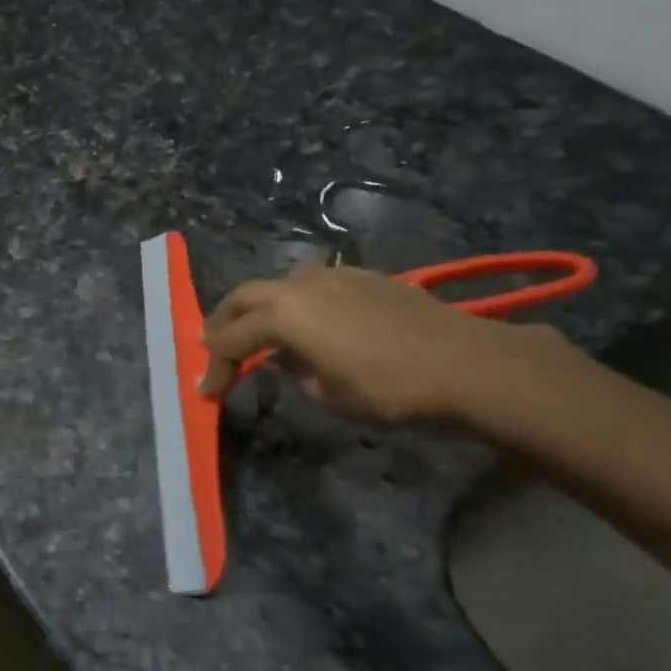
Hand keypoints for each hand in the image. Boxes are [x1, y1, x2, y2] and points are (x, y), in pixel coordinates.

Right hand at [198, 264, 567, 424]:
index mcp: (284, 313)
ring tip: (258, 329)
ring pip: (281, 284)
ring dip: (261, 306)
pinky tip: (311, 319)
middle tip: (210, 342)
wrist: (464, 363)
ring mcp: (337, 275)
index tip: (206, 390)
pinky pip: (316, 284)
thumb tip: (290, 360)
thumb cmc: (386, 387)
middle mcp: (302, 285)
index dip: (216, 366)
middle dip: (223, 321)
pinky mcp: (367, 278)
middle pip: (246, 296)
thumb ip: (296, 373)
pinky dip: (298, 301)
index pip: (233, 339)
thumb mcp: (327, 395)